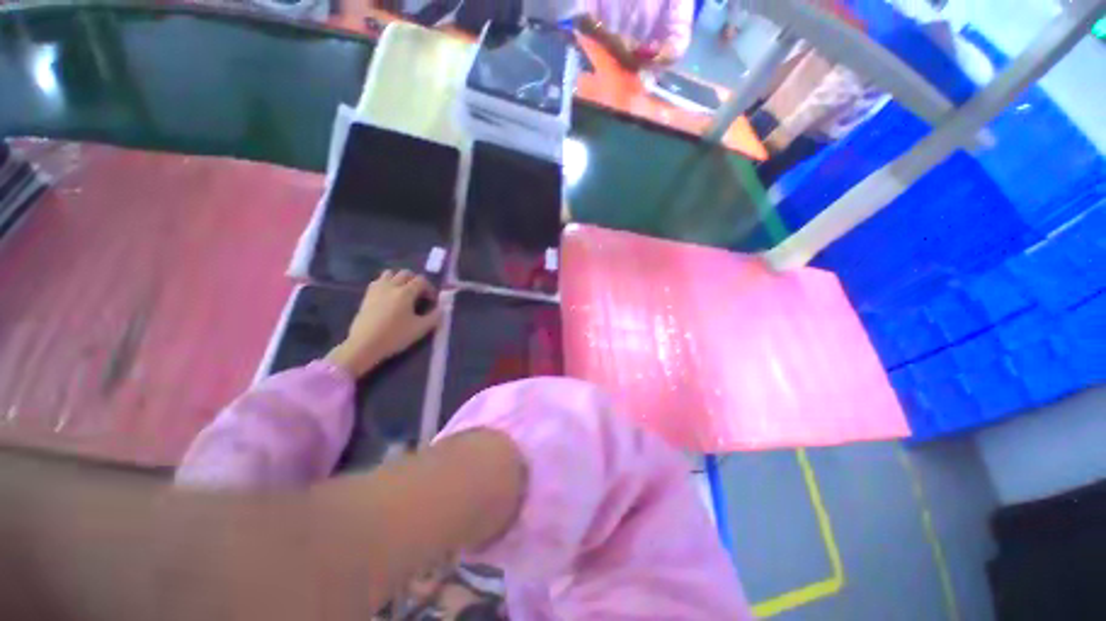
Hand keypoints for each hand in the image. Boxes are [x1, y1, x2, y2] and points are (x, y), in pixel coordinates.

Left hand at [326, 270, 441, 377]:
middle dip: (416, 281)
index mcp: (405, 292)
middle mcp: (391, 286)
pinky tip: (390, 297)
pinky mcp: (367, 296)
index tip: (432, 302)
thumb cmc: (395, 336)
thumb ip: (435, 317)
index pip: (421, 281)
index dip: (430, 289)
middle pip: (406, 273)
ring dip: (400, 279)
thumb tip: (441, 309)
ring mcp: (377, 289)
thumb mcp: (420, 329)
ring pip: (390, 273)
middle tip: (420, 295)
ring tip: (404, 293)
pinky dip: (387, 283)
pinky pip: (378, 281)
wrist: (364, 345)